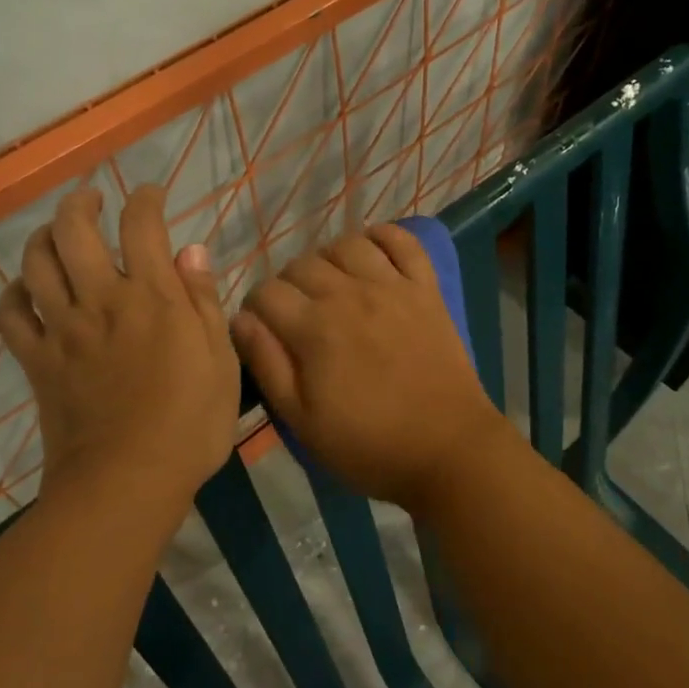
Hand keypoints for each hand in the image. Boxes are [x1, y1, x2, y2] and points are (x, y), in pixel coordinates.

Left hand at [0, 184, 238, 513]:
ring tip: (57, 232)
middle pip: (75, 230)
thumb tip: (191, 250)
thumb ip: (204, 302)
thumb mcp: (220, 362)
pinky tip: (25, 288)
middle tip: (92, 200)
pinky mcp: (37, 360)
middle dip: (81, 203)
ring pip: (37, 262)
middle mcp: (102, 300)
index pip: (142, 225)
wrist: (126, 482)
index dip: (146, 199)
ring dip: (44, 236)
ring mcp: (63, 329)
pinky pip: (11, 314)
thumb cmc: (189, 426)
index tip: (152, 194)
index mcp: (153, 297)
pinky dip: (14, 292)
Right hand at [230, 225, 516, 513]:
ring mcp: (392, 286)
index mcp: (315, 328)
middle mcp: (350, 294)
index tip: (264, 331)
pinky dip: (383, 237)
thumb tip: (240, 319)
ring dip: (328, 259)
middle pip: (301, 264)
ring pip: (347, 244)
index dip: (256, 309)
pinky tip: (371, 253)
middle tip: (297, 316)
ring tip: (331, 286)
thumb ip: (267, 364)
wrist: (449, 451)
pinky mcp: (426, 288)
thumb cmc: (369, 444)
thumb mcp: (302, 421)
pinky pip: (402, 241)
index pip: (265, 293)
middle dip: (288, 286)